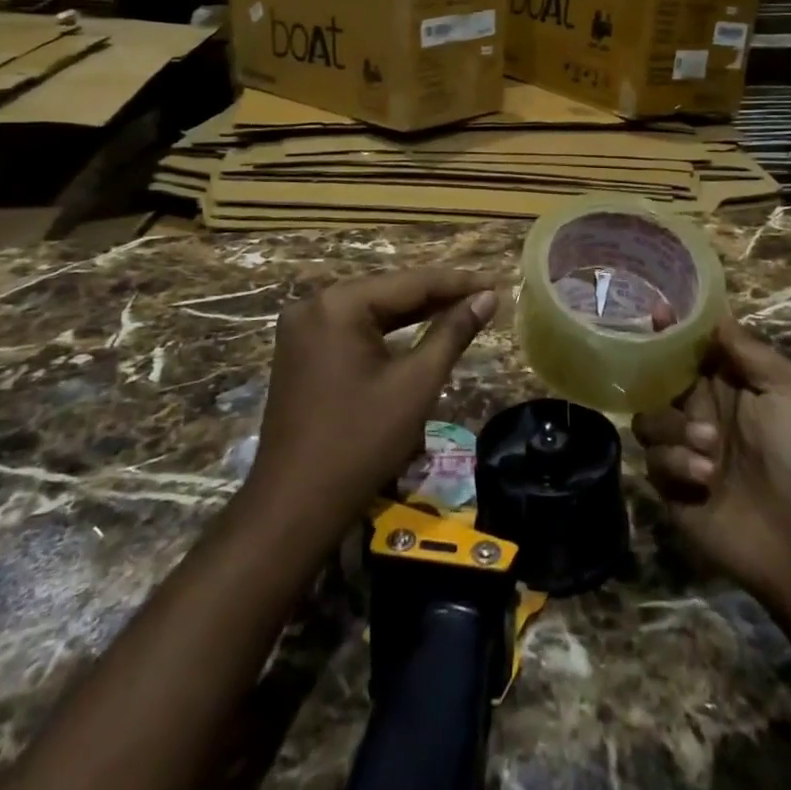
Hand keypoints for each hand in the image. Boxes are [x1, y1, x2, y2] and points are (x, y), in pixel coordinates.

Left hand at [245, 268, 499, 535]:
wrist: (293, 507)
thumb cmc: (360, 444)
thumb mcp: (416, 384)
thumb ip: (452, 333)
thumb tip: (488, 298)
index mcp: (339, 305)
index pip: (410, 282)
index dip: (458, 283)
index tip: (496, 282)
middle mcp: (314, 304)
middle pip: (389, 291)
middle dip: (437, 296)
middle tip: (484, 296)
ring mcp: (302, 328)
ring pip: (371, 309)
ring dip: (415, 312)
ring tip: (462, 308)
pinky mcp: (300, 350)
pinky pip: (353, 328)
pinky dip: (387, 331)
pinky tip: (419, 329)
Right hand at [633, 313, 790, 612]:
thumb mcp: (790, 388)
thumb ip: (749, 350)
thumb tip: (715, 315)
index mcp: (726, 384)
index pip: (688, 348)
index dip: (671, 330)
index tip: (658, 314)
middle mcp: (699, 411)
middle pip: (656, 379)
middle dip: (663, 383)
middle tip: (689, 399)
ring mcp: (683, 448)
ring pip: (648, 419)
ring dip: (674, 430)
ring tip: (710, 449)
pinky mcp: (672, 486)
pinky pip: (652, 460)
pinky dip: (676, 463)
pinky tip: (706, 478)